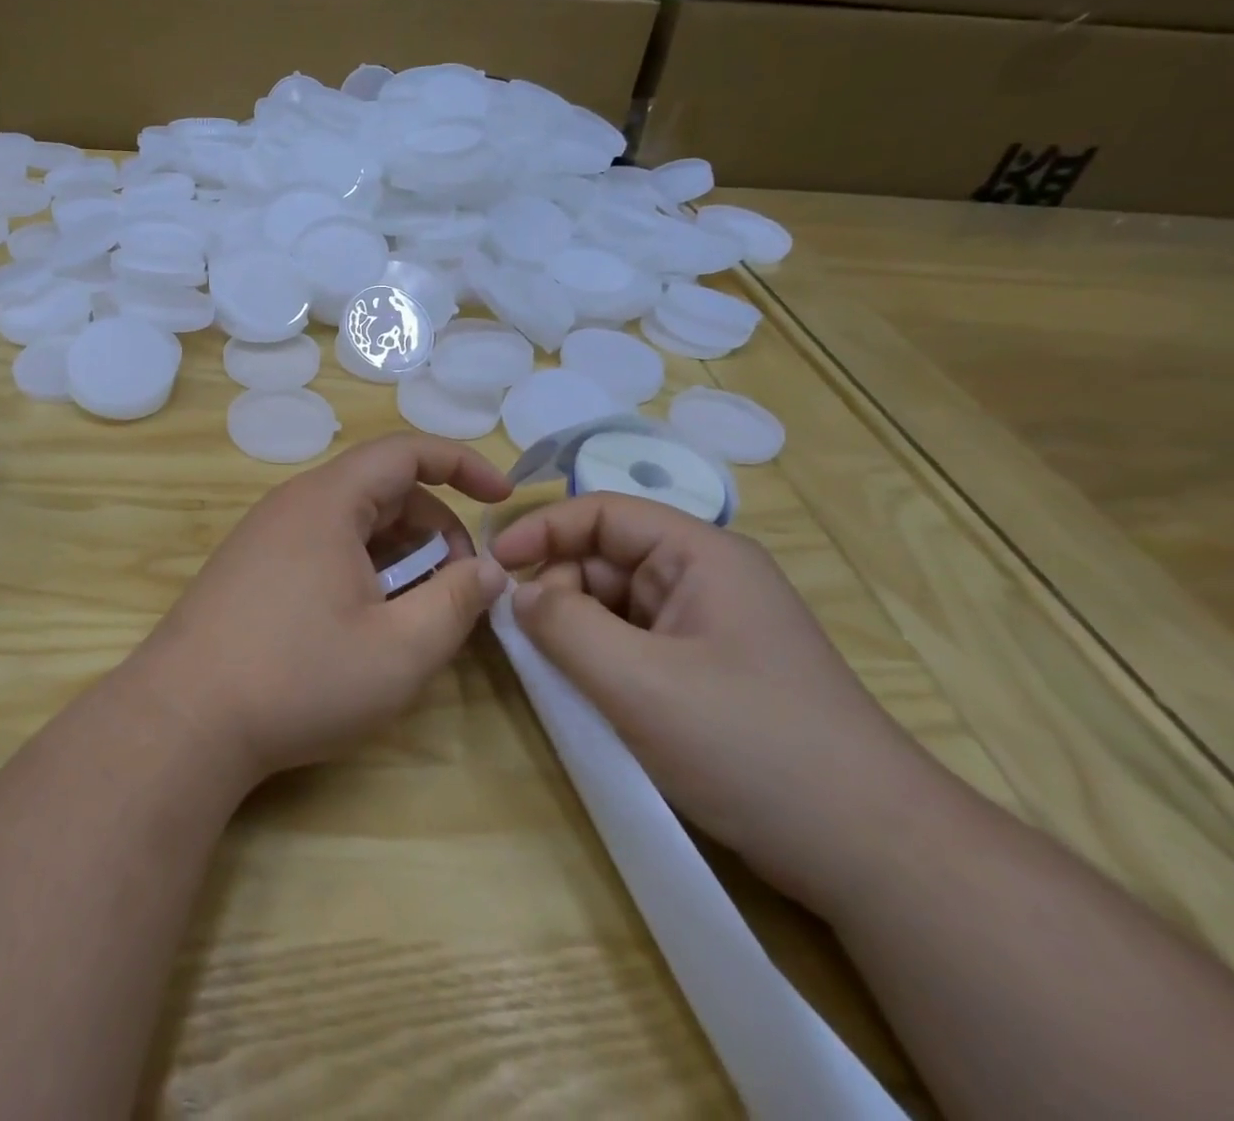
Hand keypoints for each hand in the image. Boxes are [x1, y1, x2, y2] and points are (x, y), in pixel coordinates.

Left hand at [126, 434, 512, 786]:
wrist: (182, 719)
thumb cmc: (298, 678)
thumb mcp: (398, 651)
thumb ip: (455, 603)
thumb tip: (489, 571)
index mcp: (328, 501)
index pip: (405, 452)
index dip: (461, 464)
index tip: (503, 496)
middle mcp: (293, 504)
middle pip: (381, 490)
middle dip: (434, 526)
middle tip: (461, 583)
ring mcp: (265, 536)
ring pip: (351, 523)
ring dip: (399, 554)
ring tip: (418, 610)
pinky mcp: (250, 568)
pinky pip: (322, 546)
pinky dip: (361, 568)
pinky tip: (367, 620)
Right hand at [492, 494, 948, 912]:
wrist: (875, 855)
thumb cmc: (751, 746)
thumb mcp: (638, 681)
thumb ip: (563, 626)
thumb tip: (516, 595)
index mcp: (700, 555)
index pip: (602, 512)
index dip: (541, 529)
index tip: (493, 565)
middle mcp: (704, 579)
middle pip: (604, 559)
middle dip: (557, 590)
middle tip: (526, 641)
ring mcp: (707, 629)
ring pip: (614, 606)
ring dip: (575, 631)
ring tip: (554, 674)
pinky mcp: (706, 674)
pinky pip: (632, 645)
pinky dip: (599, 661)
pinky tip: (585, 696)